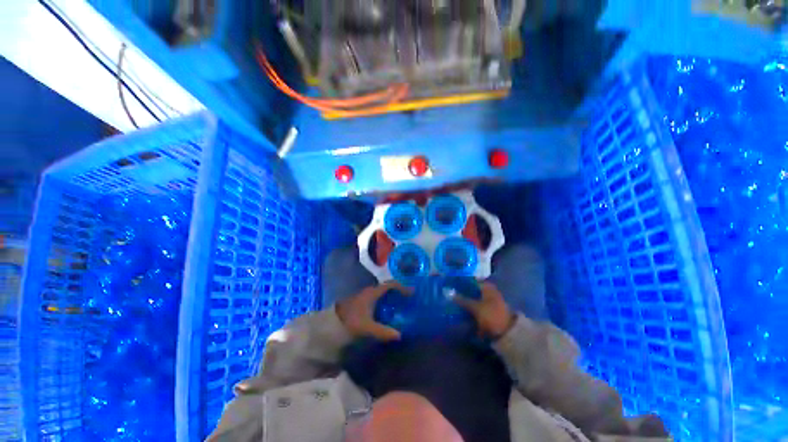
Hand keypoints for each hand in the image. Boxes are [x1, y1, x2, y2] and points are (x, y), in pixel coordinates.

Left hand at [336, 281, 412, 341]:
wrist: (331, 323)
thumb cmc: (351, 321)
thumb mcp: (368, 327)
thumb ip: (383, 331)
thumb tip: (399, 335)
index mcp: (373, 293)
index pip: (390, 284)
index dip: (402, 287)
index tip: (411, 292)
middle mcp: (370, 291)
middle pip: (387, 287)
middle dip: (398, 292)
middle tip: (407, 299)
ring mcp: (365, 295)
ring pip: (382, 293)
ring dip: (391, 297)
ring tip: (400, 305)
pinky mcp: (362, 301)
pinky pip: (377, 298)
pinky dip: (385, 301)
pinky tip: (387, 311)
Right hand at [452, 282, 516, 338]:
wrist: (506, 334)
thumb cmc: (491, 315)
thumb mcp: (475, 307)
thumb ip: (461, 299)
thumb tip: (447, 291)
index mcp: (487, 286)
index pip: (470, 280)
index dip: (460, 281)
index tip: (449, 283)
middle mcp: (488, 291)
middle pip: (471, 289)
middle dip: (460, 291)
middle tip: (448, 292)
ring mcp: (488, 301)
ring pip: (472, 298)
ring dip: (463, 299)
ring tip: (450, 300)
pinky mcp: (486, 311)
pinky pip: (474, 306)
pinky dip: (467, 307)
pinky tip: (458, 309)